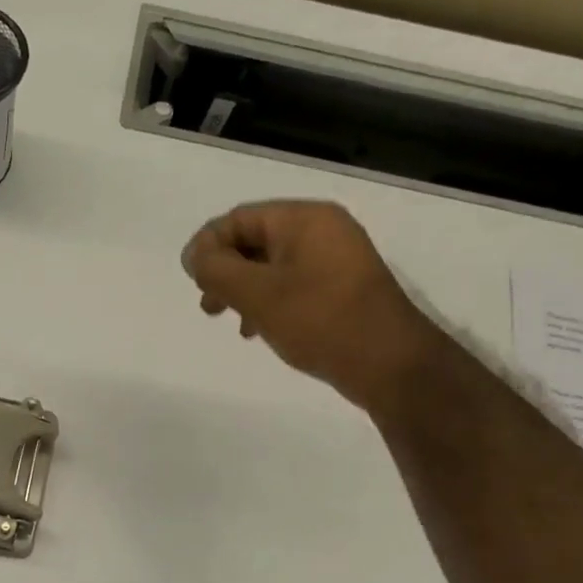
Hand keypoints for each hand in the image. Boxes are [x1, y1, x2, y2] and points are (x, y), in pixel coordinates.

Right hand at [182, 200, 437, 413]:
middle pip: (254, 240)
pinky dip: (267, 301)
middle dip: (224, 271)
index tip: (192, 282)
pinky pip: (290, 284)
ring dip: (242, 290)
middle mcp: (321, 230)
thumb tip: (194, 256)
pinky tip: (258, 329)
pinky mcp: (339, 288)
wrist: (390, 364)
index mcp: (304, 219)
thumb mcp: (258, 294)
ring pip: (270, 266)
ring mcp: (334, 259)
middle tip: (208, 305)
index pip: (239, 218)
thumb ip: (217, 270)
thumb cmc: (320, 321)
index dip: (207, 246)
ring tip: (229, 321)